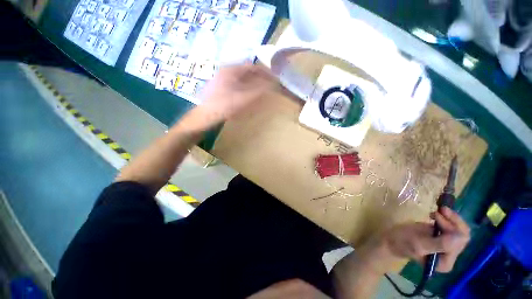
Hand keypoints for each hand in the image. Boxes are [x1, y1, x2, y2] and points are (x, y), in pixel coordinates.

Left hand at [197, 63, 277, 123]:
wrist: (206, 115)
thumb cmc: (226, 105)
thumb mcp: (245, 98)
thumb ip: (259, 90)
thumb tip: (272, 85)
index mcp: (232, 70)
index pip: (252, 66)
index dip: (265, 72)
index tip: (273, 79)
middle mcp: (226, 71)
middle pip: (247, 71)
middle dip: (259, 77)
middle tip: (268, 84)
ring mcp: (222, 79)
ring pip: (242, 78)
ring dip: (253, 82)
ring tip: (261, 89)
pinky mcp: (221, 87)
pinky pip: (237, 83)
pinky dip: (246, 87)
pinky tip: (249, 94)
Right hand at [359, 207, 470, 273]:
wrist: (391, 239)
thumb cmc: (402, 242)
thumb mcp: (419, 244)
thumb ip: (439, 244)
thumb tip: (460, 238)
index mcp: (445, 261)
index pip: (460, 242)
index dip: (452, 226)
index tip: (437, 215)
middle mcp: (449, 255)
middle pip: (461, 235)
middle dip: (452, 221)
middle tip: (439, 209)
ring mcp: (446, 246)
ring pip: (458, 230)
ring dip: (450, 218)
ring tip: (437, 211)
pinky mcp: (441, 237)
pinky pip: (451, 227)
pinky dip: (447, 219)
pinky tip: (436, 215)